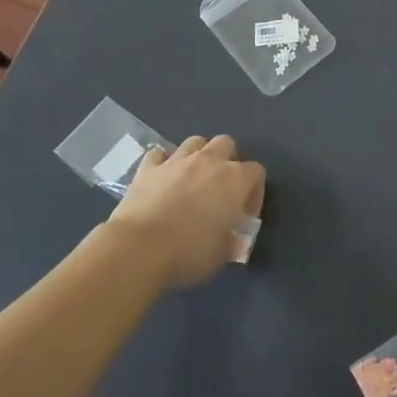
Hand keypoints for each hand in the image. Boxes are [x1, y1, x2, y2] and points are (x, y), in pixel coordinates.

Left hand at [108, 135, 264, 288]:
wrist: (139, 248)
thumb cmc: (189, 252)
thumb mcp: (221, 255)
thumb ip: (230, 241)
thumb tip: (230, 238)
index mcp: (234, 180)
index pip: (256, 172)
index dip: (254, 192)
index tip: (244, 215)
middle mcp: (208, 161)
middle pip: (226, 143)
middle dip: (227, 161)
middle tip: (220, 189)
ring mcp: (176, 161)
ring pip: (194, 142)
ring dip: (198, 156)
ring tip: (192, 179)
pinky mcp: (148, 168)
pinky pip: (158, 154)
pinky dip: (162, 163)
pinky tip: (161, 178)